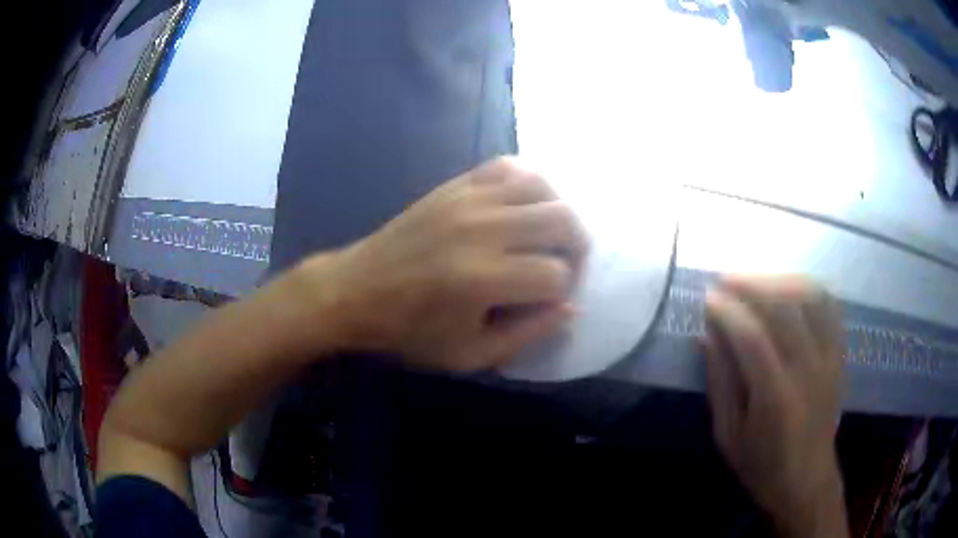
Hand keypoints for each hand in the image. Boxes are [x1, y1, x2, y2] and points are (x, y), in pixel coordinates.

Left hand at [293, 157, 587, 371]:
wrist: (354, 292)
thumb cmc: (408, 332)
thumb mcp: (468, 355)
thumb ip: (526, 334)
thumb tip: (570, 306)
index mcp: (483, 279)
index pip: (556, 276)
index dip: (562, 292)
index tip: (548, 302)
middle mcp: (482, 230)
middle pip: (562, 219)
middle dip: (577, 246)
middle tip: (565, 266)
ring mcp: (467, 200)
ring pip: (542, 186)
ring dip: (558, 211)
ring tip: (549, 235)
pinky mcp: (454, 186)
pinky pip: (507, 166)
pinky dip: (529, 182)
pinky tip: (524, 205)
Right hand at [703, 275, 847, 537]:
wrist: (807, 479)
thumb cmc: (761, 465)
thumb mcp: (728, 435)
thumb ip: (720, 383)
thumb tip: (707, 335)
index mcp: (776, 398)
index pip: (751, 337)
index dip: (727, 311)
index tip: (707, 297)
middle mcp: (808, 370)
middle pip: (783, 307)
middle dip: (750, 284)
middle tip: (725, 278)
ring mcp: (829, 358)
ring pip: (809, 297)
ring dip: (778, 279)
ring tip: (754, 279)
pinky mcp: (840, 354)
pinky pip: (829, 305)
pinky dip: (808, 287)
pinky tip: (789, 286)